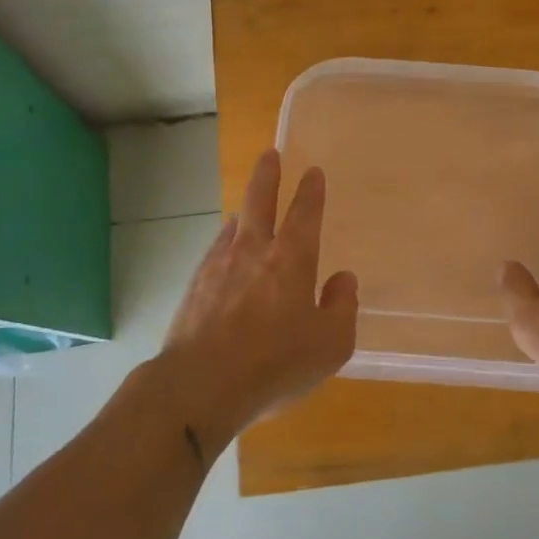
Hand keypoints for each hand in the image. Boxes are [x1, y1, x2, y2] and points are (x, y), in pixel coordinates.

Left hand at [162, 150, 357, 439]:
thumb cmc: (276, 363)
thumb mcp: (330, 344)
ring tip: (247, 210)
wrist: (201, 384)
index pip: (305, 214)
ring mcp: (219, 266)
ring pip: (234, 226)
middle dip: (267, 175)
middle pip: (259, 201)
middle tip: (269, 154)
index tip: (313, 172)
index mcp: (292, 260)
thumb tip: (344, 279)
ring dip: (244, 213)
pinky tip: (224, 255)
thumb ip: (342, 307)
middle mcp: (254, 251)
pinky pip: (215, 253)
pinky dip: (225, 246)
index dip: (311, 191)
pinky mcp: (195, 287)